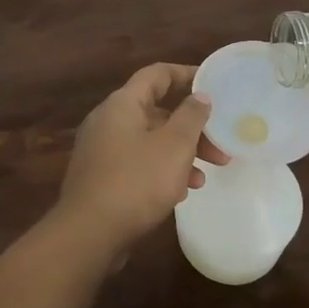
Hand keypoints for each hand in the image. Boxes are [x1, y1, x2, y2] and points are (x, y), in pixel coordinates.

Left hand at [52, 63, 230, 256]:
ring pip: (149, 141)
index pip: (157, 74)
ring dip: (179, 155)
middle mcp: (107, 120)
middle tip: (219, 149)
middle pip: (156, 112)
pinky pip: (137, 164)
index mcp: (122, 104)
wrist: (89, 233)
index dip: (185, 74)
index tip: (212, 84)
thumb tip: (200, 96)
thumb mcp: (174, 146)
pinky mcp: (100, 177)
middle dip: (191, 129)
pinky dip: (160, 171)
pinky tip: (179, 194)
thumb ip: (191, 117)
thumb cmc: (136, 181)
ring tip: (203, 179)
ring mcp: (101, 150)